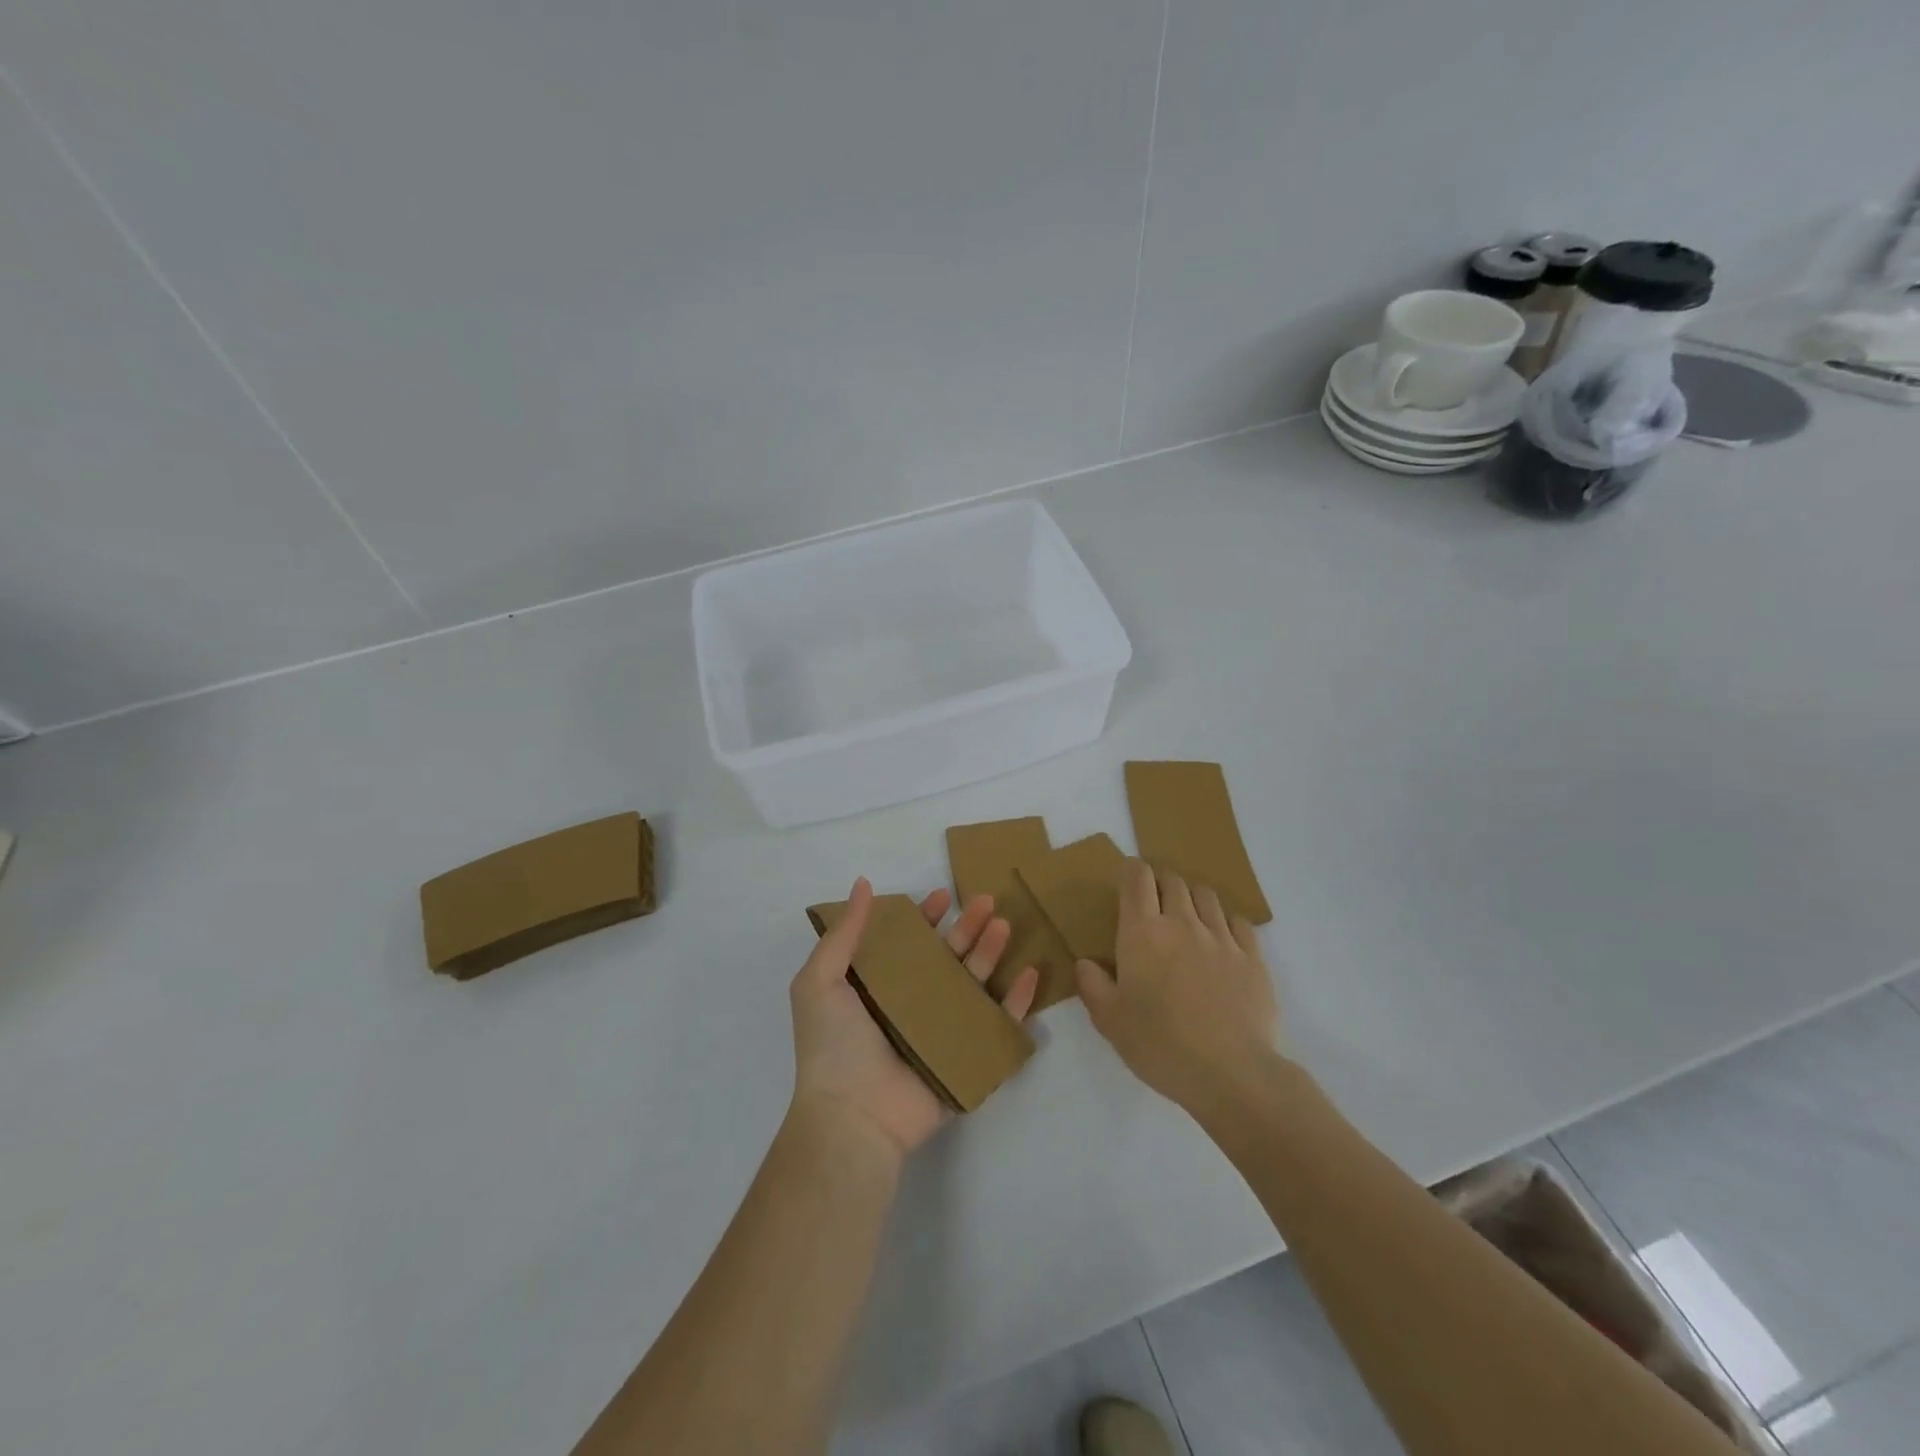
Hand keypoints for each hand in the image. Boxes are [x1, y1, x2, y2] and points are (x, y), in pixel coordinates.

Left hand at [789, 877, 1039, 1160]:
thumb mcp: (820, 980)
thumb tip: (862, 883)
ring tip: (1005, 927)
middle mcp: (912, 1005)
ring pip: (975, 984)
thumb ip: (844, 933)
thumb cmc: (833, 1045)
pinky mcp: (967, 1058)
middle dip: (967, 928)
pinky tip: (1031, 973)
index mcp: (879, 987)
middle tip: (987, 902)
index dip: (925, 918)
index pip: (909, 943)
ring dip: (991, 953)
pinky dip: (1017, 1001)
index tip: (942, 896)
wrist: (854, 1116)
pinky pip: (998, 1025)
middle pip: (947, 958)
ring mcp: (942, 1032)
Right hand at [1076, 859, 1282, 1114]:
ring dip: (1192, 897)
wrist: (1231, 1073)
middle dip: (1161, 882)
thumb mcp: (1110, 1021)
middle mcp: (1182, 923)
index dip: (1131, 871)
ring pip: (1206, 895)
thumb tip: (1085, 962)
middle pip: (1173, 880)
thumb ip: (1092, 986)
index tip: (1127, 880)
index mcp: (1143, 932)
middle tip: (1154, 902)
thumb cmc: (1160, 1045)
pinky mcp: (1253, 957)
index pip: (1137, 878)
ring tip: (1188, 917)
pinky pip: (1239, 922)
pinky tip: (1222, 940)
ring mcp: (1222, 938)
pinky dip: (1226, 922)